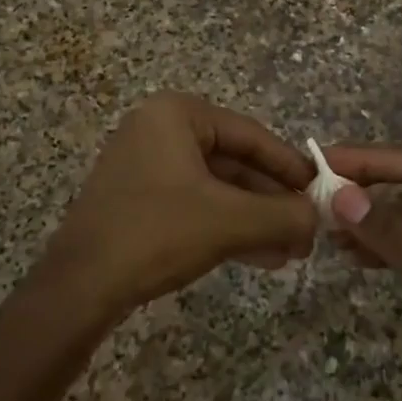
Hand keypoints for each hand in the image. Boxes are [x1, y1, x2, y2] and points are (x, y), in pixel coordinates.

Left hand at [38, 93, 317, 317]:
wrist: (80, 286)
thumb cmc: (157, 233)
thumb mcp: (231, 221)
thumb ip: (283, 215)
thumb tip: (319, 217)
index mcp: (176, 114)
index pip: (251, 134)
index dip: (291, 166)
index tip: (322, 192)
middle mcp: (158, 130)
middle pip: (234, 162)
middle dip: (273, 201)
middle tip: (308, 230)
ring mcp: (144, 165)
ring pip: (216, 189)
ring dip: (254, 219)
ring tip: (291, 251)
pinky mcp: (137, 200)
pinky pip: (194, 205)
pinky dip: (226, 227)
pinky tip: (261, 257)